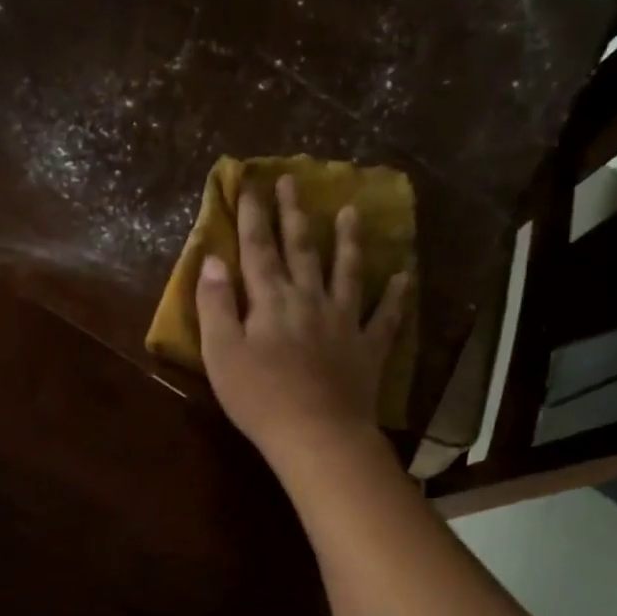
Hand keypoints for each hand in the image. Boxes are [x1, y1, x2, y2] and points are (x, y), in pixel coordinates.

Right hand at [196, 175, 407, 463]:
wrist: (317, 434)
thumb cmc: (259, 397)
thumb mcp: (221, 352)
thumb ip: (215, 304)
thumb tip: (213, 259)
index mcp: (270, 301)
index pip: (257, 249)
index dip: (251, 216)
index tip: (249, 184)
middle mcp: (309, 300)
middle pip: (301, 249)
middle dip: (293, 213)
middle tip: (292, 181)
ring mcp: (343, 322)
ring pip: (346, 272)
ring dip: (348, 240)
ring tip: (352, 211)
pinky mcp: (367, 349)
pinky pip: (385, 317)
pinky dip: (395, 296)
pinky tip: (403, 277)